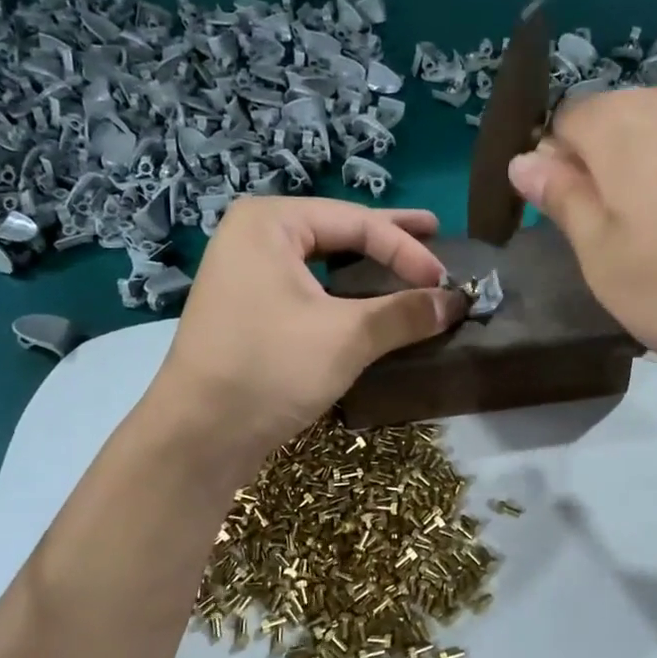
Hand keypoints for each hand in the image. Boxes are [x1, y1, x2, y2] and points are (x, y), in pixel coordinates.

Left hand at [147, 197, 464, 466]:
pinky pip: (309, 288)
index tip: (446, 282)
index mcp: (270, 222)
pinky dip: (344, 293)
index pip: (356, 223)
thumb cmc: (271, 368)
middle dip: (388, 237)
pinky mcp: (249, 310)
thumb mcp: (346, 337)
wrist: (200, 434)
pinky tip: (369, 300)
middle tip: (435, 231)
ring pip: (323, 262)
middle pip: (337, 231)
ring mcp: (247, 274)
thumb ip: (404, 313)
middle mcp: (254, 237)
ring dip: (368, 266)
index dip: (407, 249)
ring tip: (408, 263)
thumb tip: (456, 302)